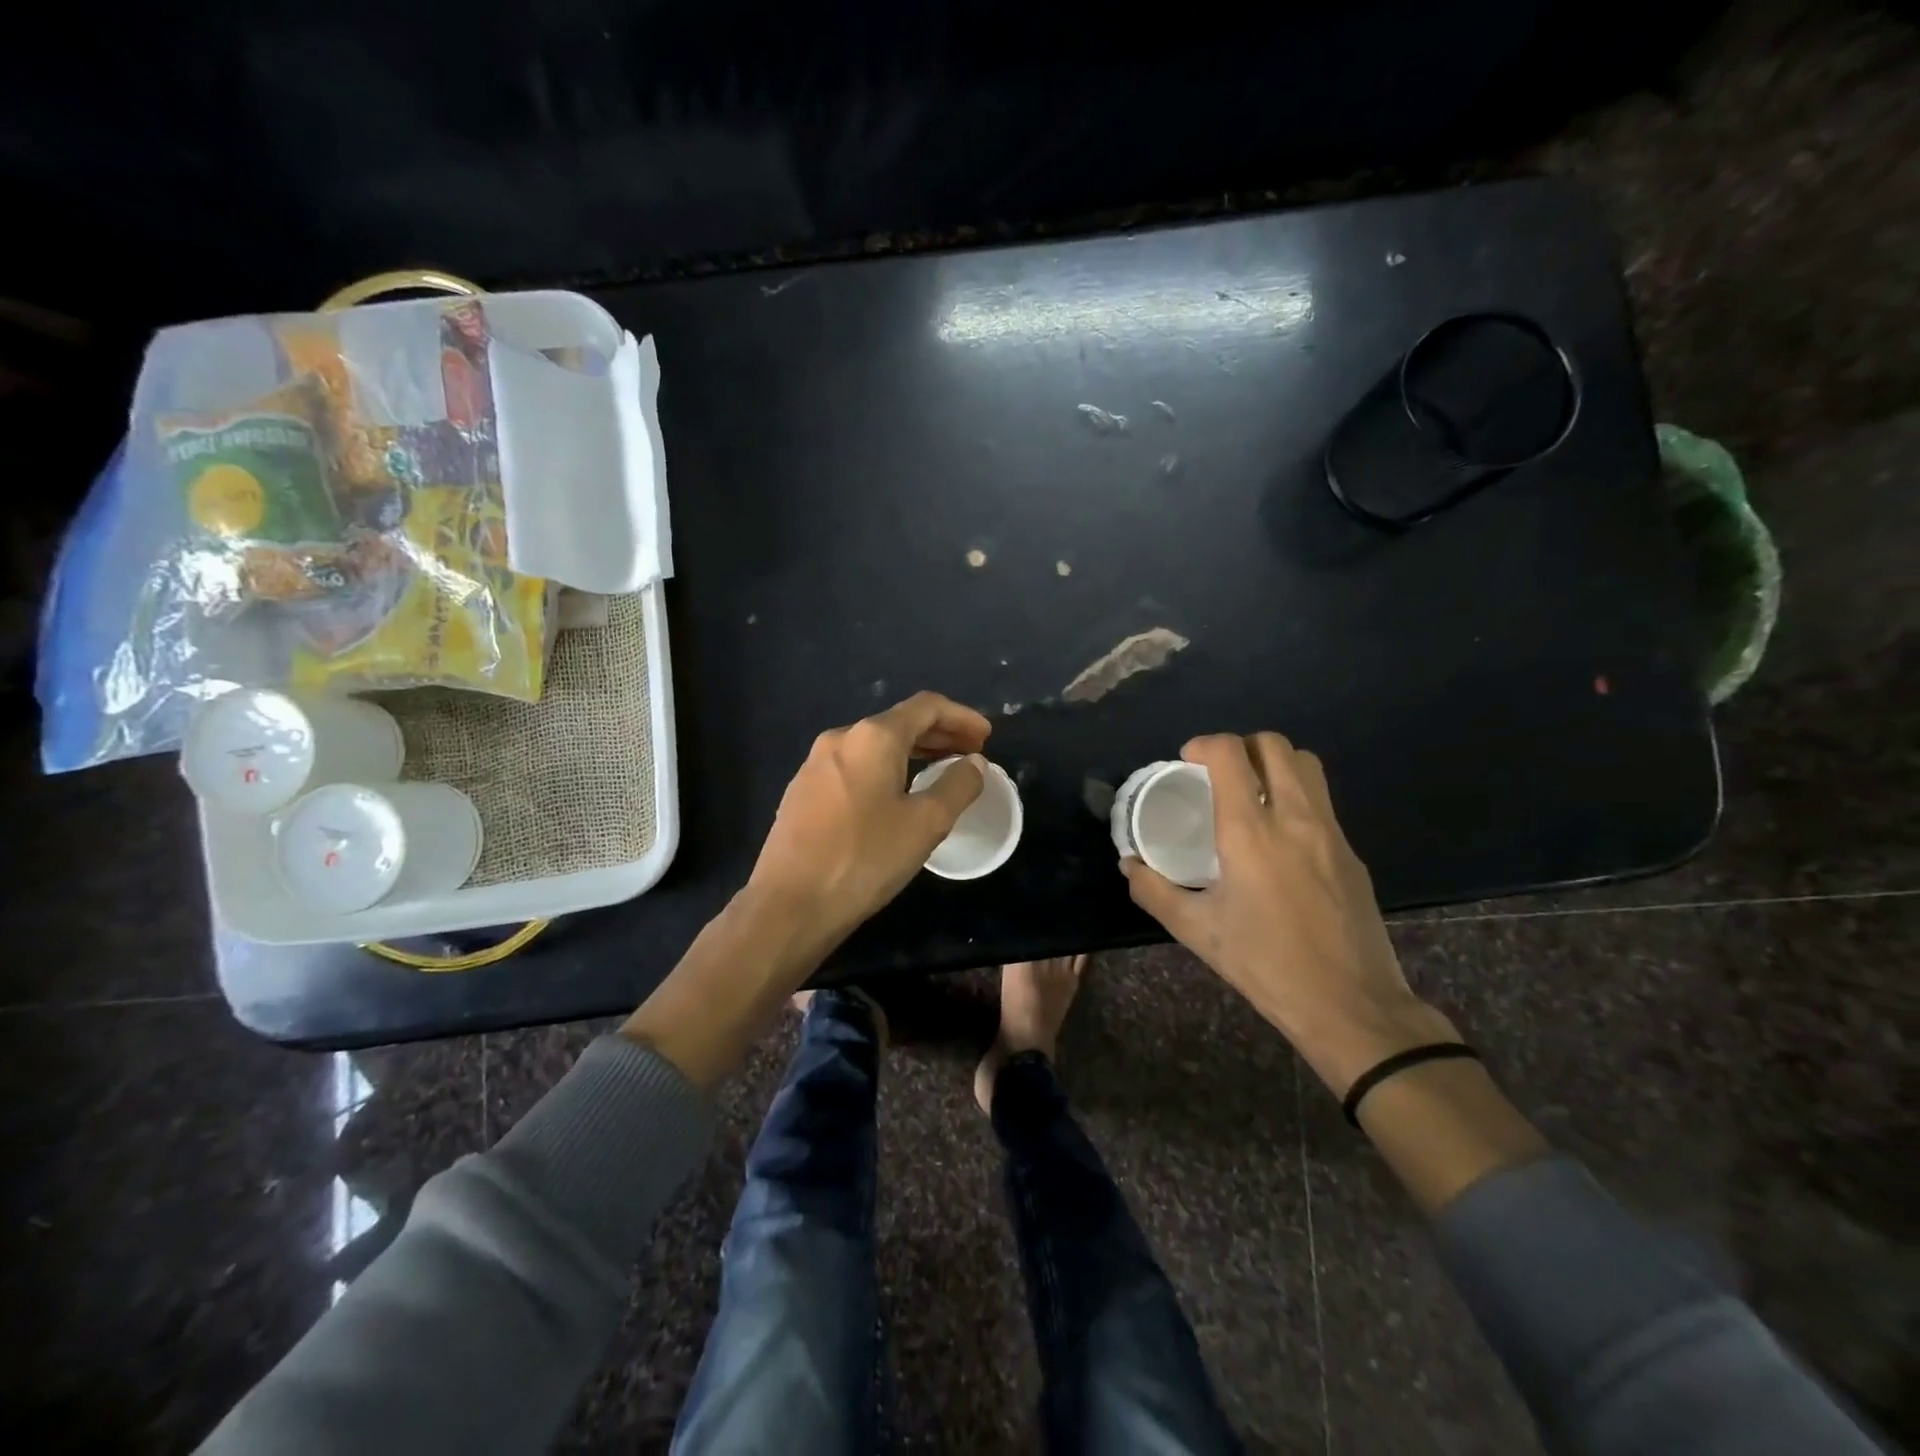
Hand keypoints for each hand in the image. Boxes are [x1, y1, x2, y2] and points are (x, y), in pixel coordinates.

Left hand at [747, 690, 991, 949]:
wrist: (789, 904)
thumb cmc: (865, 858)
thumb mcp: (926, 824)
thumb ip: (958, 786)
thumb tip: (974, 763)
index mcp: (873, 737)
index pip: (926, 707)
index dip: (962, 717)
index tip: (987, 737)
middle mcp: (841, 738)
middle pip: (900, 723)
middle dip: (940, 734)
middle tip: (972, 755)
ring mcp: (816, 764)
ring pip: (875, 746)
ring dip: (913, 753)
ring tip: (941, 772)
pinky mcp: (803, 791)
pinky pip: (855, 767)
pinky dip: (886, 770)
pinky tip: (896, 795)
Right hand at [1121, 732, 1459, 1097]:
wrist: (1349, 1004)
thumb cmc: (1264, 964)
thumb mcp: (1196, 930)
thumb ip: (1153, 890)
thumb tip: (1128, 864)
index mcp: (1250, 832)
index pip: (1230, 754)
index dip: (1204, 745)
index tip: (1187, 762)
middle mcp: (1294, 818)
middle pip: (1274, 745)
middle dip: (1241, 746)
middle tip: (1218, 774)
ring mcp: (1330, 833)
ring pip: (1306, 765)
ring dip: (1274, 764)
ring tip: (1251, 794)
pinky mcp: (1352, 853)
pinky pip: (1322, 802)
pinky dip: (1295, 797)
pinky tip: (1280, 839)